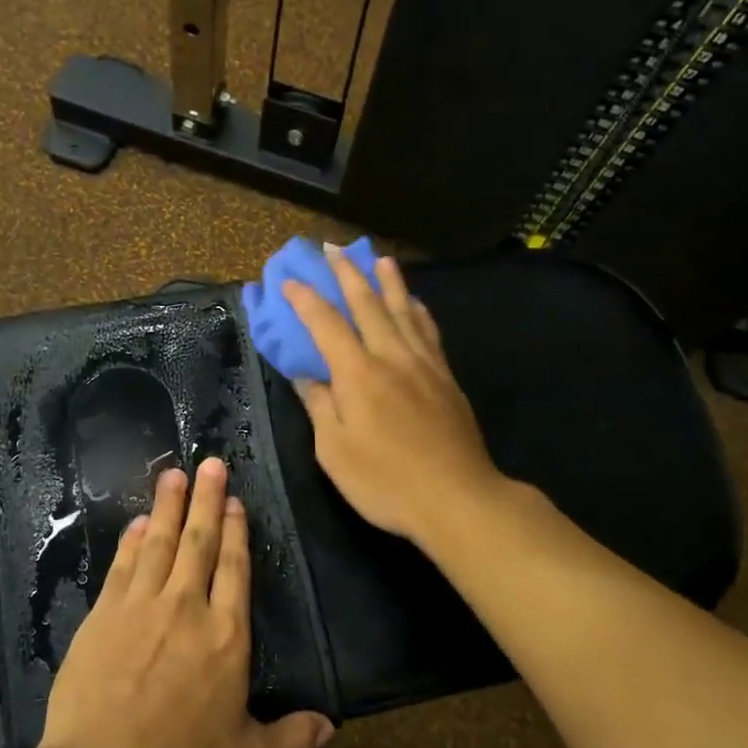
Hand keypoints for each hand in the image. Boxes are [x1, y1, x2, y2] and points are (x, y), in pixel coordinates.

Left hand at [34, 457, 335, 747]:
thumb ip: (290, 738)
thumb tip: (330, 725)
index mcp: (226, 638)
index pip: (235, 569)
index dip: (236, 531)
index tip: (235, 501)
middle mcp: (186, 609)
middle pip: (199, 542)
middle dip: (206, 500)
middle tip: (210, 463)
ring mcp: (140, 608)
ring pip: (159, 544)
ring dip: (167, 506)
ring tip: (173, 474)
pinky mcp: (102, 616)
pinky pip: (122, 566)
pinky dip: (131, 540)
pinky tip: (137, 522)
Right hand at [284, 247, 505, 551]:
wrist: (457, 498)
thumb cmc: (386, 482)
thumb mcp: (334, 452)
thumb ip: (319, 407)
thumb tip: (304, 376)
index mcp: (358, 375)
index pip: (326, 325)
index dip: (305, 300)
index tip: (289, 280)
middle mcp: (391, 357)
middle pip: (368, 304)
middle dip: (347, 274)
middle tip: (333, 249)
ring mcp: (424, 364)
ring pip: (403, 310)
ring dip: (388, 281)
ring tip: (379, 258)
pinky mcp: (446, 378)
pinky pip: (429, 331)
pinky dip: (418, 310)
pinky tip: (415, 303)